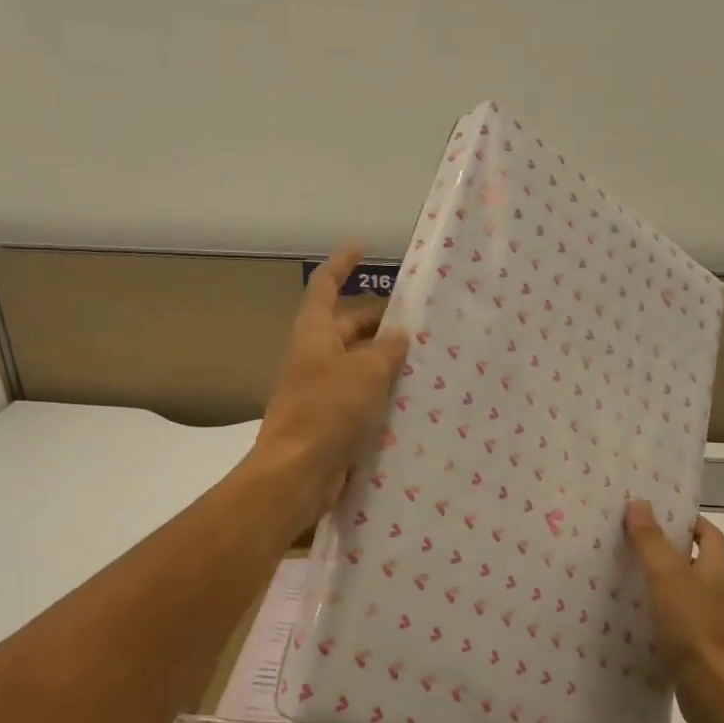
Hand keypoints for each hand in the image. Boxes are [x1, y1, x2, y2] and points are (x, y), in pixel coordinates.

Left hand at [255, 246, 409, 526]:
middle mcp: (314, 359)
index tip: (361, 249)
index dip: (341, 265)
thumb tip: (398, 335)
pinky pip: (359, 399)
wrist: (298, 473)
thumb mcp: (366, 372)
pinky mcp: (330, 423)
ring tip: (424, 361)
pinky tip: (411, 402)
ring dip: (384, 362)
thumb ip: (386, 350)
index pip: (324, 287)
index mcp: (314, 335)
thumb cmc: (329, 411)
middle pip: (346, 329)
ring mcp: (320, 392)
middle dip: (378, 323)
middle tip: (417, 323)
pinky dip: (380, 395)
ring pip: (356, 367)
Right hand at [624, 500, 723, 722]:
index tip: (649, 513)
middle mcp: (719, 589)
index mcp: (719, 566)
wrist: (717, 691)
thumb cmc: (695, 624)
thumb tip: (639, 504)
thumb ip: (651, 540)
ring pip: (680, 590)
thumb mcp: (667, 575)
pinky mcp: (697, 645)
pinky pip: (674, 618)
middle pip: (690, 558)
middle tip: (623, 538)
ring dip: (655, 581)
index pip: (705, 531)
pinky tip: (627, 614)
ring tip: (617, 571)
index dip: (681, 519)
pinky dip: (654, 612)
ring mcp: (710, 619)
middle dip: (661, 548)